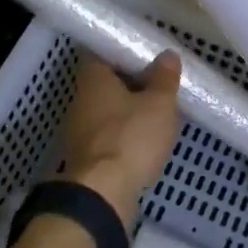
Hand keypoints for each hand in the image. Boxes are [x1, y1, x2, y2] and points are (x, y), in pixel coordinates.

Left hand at [60, 52, 182, 225]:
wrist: (102, 195)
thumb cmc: (130, 138)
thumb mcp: (159, 104)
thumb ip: (164, 78)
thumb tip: (167, 55)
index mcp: (93, 78)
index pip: (103, 52)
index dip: (126, 52)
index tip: (149, 56)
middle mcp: (81, 100)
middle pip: (107, 83)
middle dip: (133, 83)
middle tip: (161, 84)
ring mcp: (80, 131)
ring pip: (109, 111)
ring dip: (130, 111)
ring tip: (159, 114)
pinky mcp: (86, 157)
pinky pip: (109, 136)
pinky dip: (126, 135)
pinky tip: (147, 142)